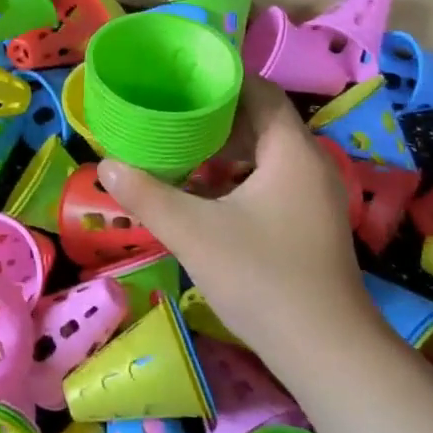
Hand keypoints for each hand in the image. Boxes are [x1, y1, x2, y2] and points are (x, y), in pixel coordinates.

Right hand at [98, 76, 368, 371]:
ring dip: (226, 152)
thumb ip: (147, 195)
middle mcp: (310, 165)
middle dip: (216, 118)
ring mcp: (314, 198)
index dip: (223, 80)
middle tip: (170, 115)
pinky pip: (272, 183)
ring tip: (180, 152)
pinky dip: (239, 179)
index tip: (182, 79)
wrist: (326, 352)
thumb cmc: (262, 278)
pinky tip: (206, 197)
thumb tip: (106, 166)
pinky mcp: (311, 225)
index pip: (261, 92)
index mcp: (291, 151)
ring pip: (266, 156)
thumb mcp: (194, 233)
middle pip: (262, 122)